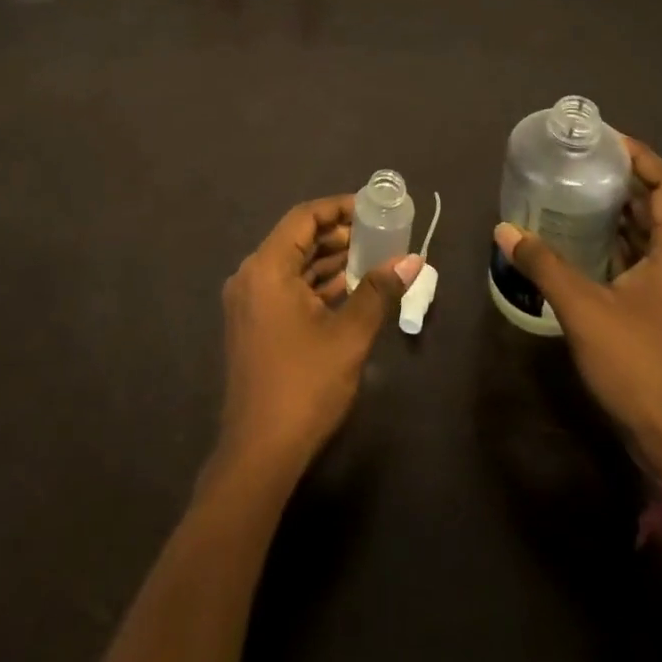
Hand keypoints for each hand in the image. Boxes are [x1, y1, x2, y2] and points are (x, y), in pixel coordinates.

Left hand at [217, 196, 422, 475]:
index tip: (373, 209)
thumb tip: (412, 260)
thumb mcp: (349, 335)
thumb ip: (379, 291)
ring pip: (293, 266)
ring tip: (372, 257)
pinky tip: (349, 289)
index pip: (304, 218)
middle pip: (297, 239)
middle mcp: (251, 276)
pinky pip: (286, 288)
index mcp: (266, 268)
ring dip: (329, 261)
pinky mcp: (253, 325)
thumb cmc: (304, 385)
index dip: (339, 208)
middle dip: (338, 235)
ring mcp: (248, 302)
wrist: (259, 453)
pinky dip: (316, 284)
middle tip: (379, 234)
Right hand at [494, 139, 661, 488]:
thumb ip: (544, 264)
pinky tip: (580, 237)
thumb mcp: (584, 309)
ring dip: (618, 210)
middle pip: (660, 205)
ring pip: (651, 233)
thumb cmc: (638, 365)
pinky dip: (616, 240)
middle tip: (579, 160)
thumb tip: (505, 229)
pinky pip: (642, 257)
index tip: (604, 139)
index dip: (641, 156)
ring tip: (574, 189)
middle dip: (623, 179)